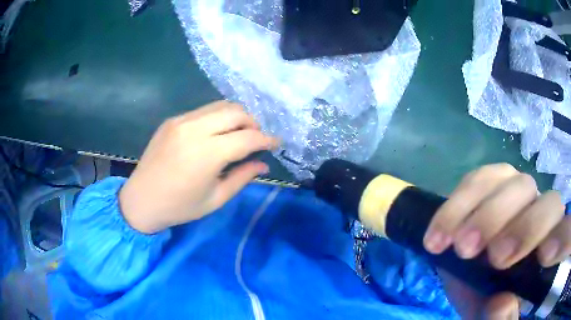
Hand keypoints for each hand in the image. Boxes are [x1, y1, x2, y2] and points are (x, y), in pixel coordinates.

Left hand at [119, 101, 278, 233]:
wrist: (141, 200)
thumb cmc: (179, 206)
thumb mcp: (216, 198)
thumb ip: (243, 177)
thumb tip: (263, 164)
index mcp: (207, 153)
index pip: (248, 137)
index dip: (267, 139)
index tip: (276, 143)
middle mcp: (194, 129)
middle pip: (236, 111)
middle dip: (253, 123)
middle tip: (256, 139)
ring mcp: (181, 121)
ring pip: (219, 106)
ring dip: (236, 116)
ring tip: (239, 134)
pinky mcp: (172, 120)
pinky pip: (203, 111)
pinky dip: (217, 117)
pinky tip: (216, 133)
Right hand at [423, 164, 570, 318]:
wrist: (470, 280)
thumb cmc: (489, 306)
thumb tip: (502, 301)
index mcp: (551, 254)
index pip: (568, 233)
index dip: (564, 236)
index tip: (544, 256)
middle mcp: (544, 219)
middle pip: (551, 204)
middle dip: (525, 229)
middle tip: (493, 258)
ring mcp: (522, 196)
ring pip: (518, 184)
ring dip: (487, 215)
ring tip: (459, 247)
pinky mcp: (495, 184)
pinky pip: (482, 178)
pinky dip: (460, 203)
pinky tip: (441, 231)